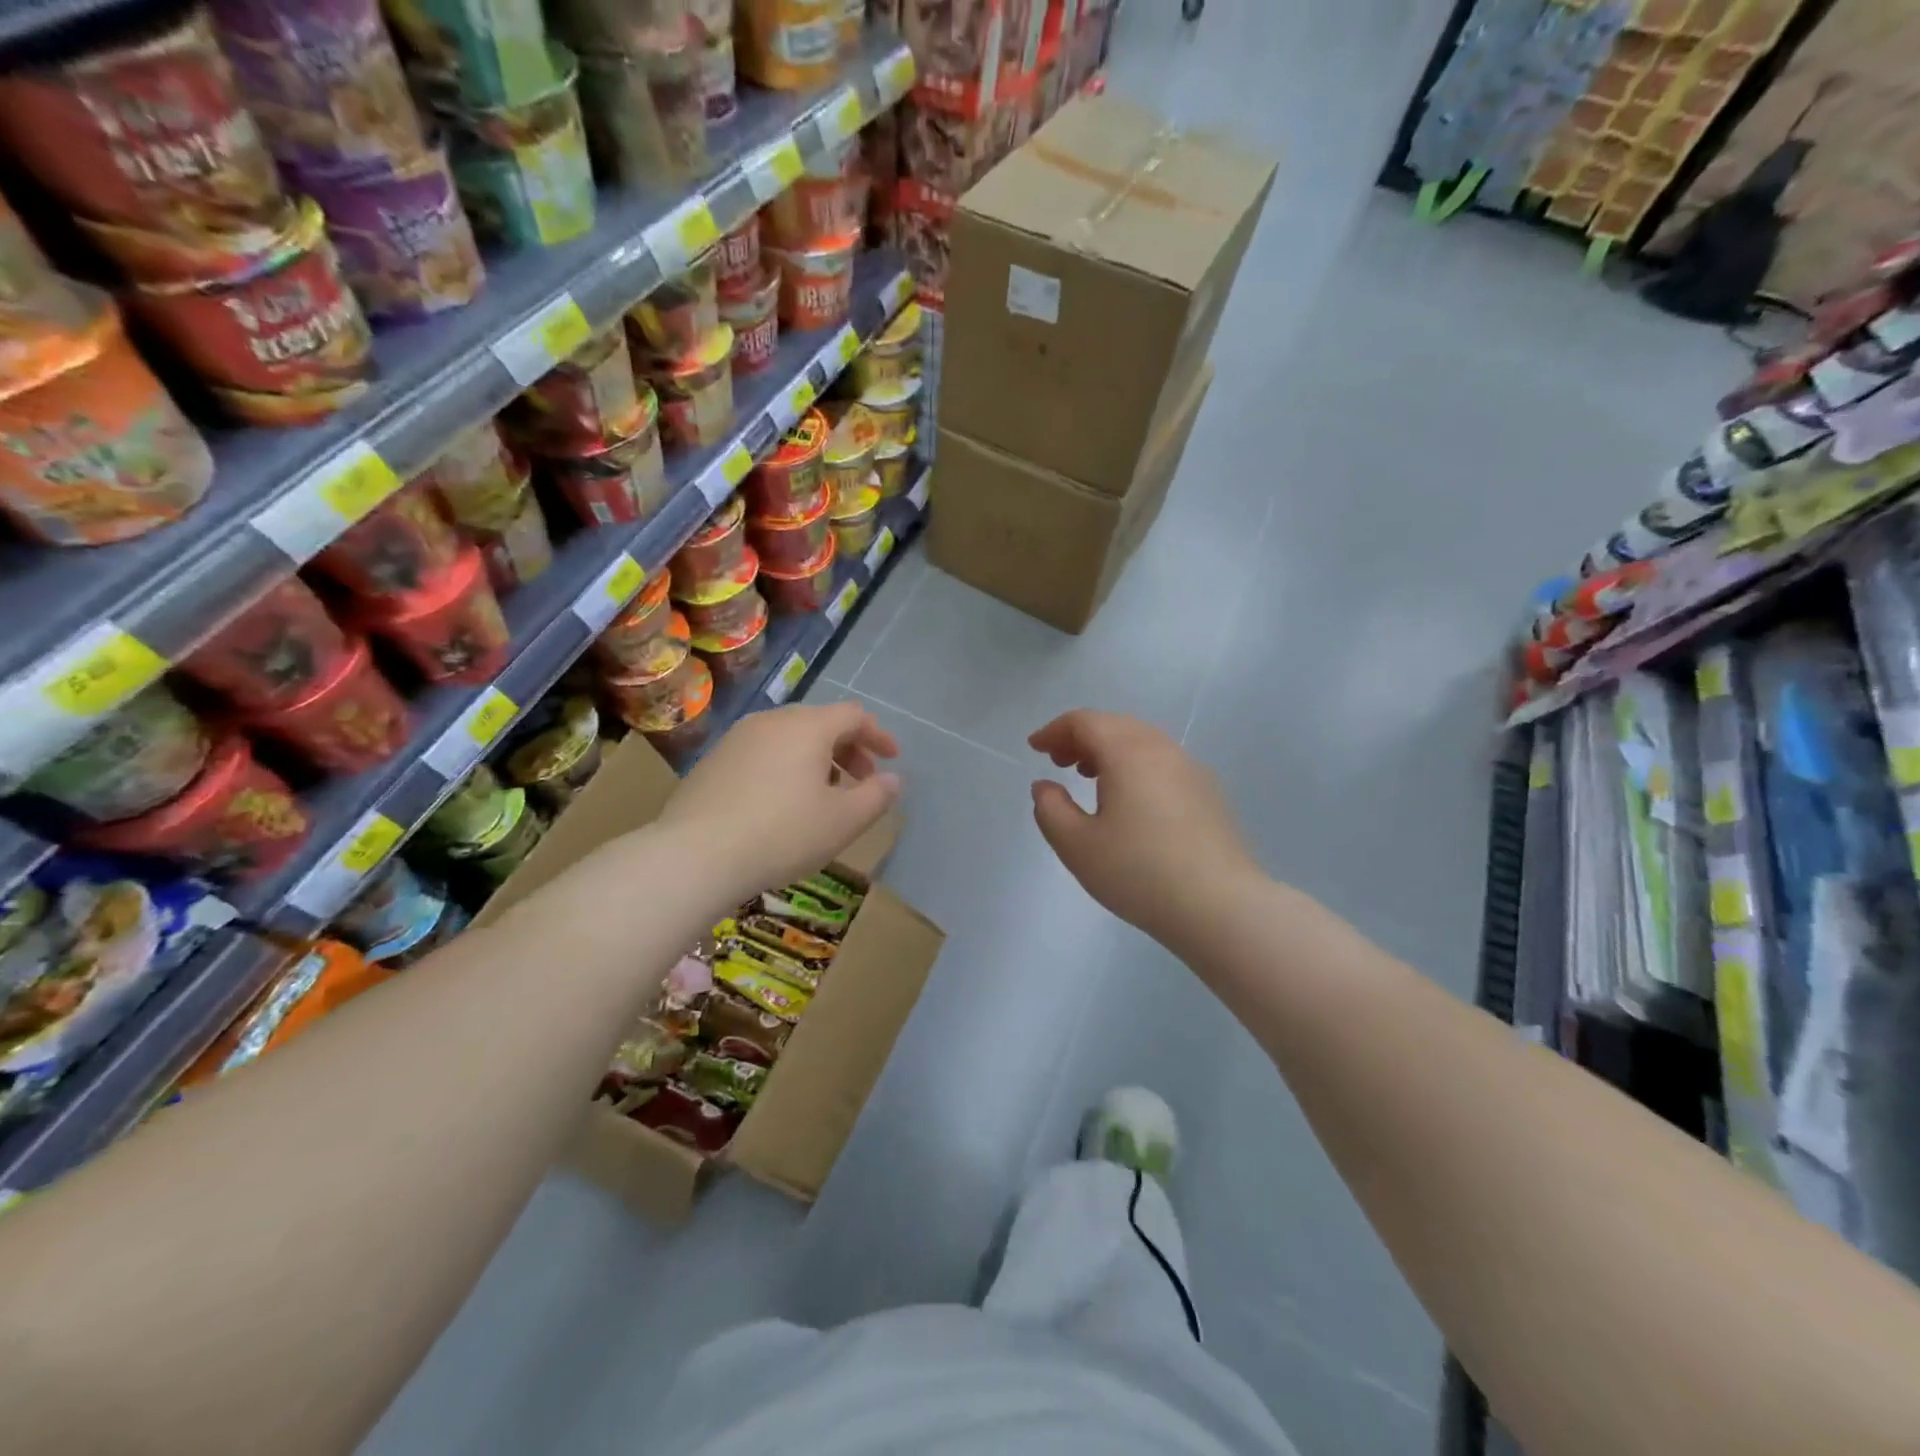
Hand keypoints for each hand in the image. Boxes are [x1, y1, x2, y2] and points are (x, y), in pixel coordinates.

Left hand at [657, 703, 900, 902]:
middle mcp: (771, 720)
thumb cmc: (782, 834)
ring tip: (823, 795)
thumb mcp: (843, 821)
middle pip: (821, 723)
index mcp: (807, 726)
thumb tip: (892, 780)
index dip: (878, 735)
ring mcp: (737, 738)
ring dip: (817, 759)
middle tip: (861, 781)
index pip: (854, 715)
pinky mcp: (713, 761)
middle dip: (848, 749)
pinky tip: (782, 803)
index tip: (892, 760)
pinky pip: (763, 753)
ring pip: (789, 737)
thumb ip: (876, 796)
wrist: (694, 855)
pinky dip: (785, 767)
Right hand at [1030, 711, 1258, 950]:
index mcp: (1127, 752)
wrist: (1221, 906)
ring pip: (1142, 742)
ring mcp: (1191, 768)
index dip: (1054, 730)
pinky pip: (1162, 762)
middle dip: (1081, 737)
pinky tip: (1130, 801)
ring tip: (1089, 777)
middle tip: (1058, 762)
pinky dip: (1135, 766)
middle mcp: (1162, 748)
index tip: (1034, 749)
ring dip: (1109, 750)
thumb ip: (1050, 809)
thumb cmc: (1139, 872)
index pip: (1085, 721)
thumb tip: (1045, 786)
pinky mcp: (1209, 792)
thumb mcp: (1077, 845)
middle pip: (1115, 725)